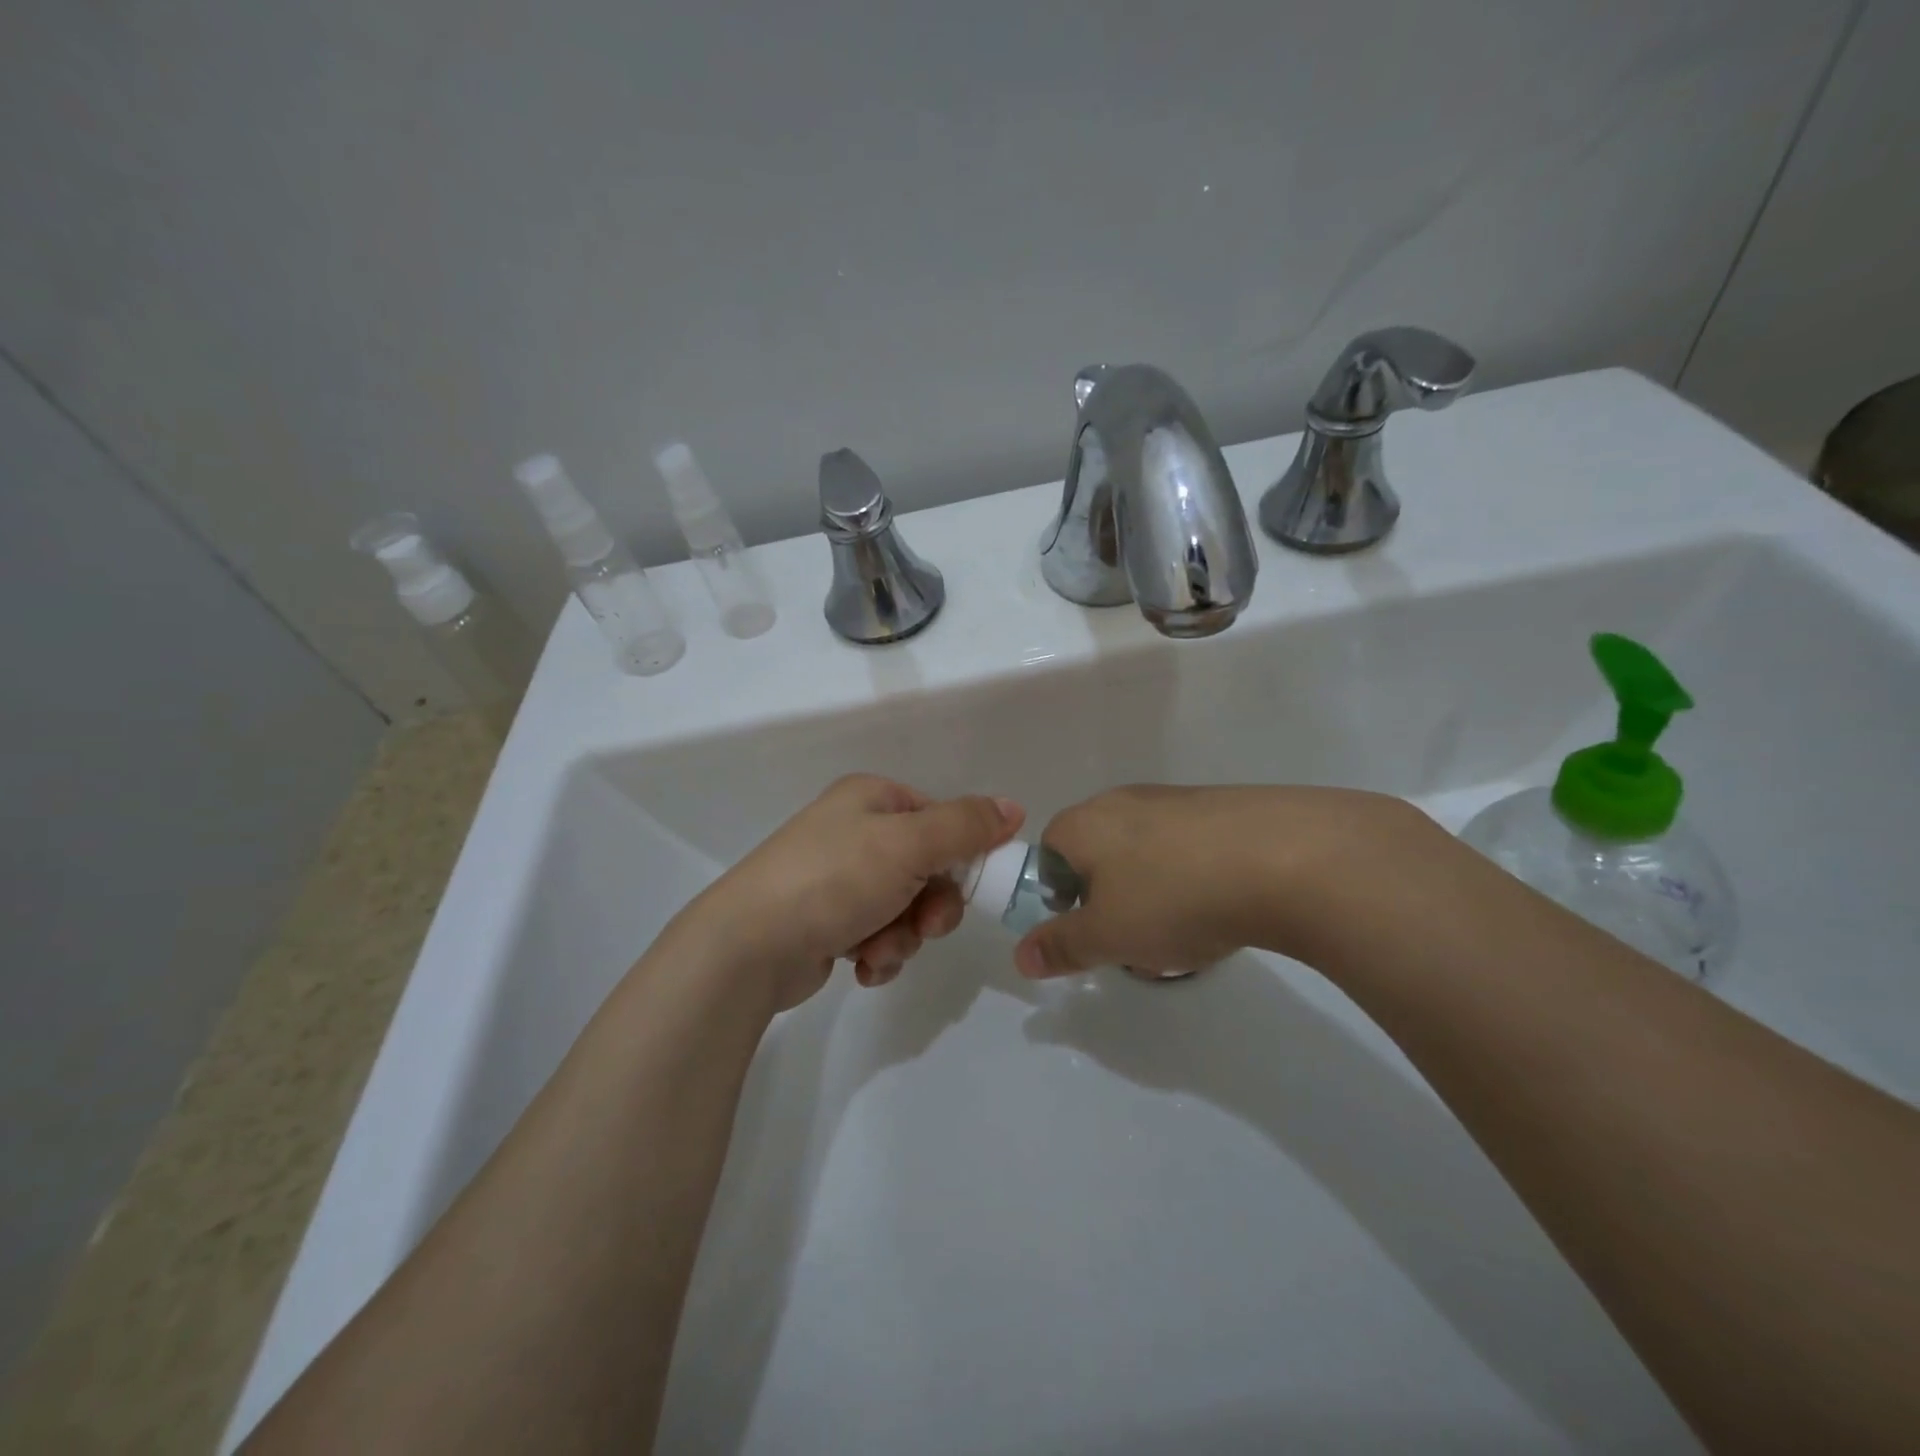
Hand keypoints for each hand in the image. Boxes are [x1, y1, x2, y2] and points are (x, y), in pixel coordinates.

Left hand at [675, 774, 1023, 1011]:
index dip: (963, 854)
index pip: (941, 818)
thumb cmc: (833, 880)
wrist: (749, 946)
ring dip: (904, 935)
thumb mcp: (909, 844)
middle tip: (925, 925)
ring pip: (906, 907)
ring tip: (878, 949)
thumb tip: (1014, 807)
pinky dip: (879, 952)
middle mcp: (855, 832)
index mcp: (872, 799)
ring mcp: (838, 878)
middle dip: (931, 905)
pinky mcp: (828, 921)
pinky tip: (861, 965)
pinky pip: (878, 934)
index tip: (970, 886)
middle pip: (928, 868)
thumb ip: (966, 826)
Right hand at [1014, 784, 1440, 977]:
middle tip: (1135, 937)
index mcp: (1084, 823)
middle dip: (1110, 898)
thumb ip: (1060, 946)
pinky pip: (1191, 848)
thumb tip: (1020, 958)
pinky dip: (1196, 878)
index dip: (1060, 896)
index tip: (1091, 929)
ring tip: (1186, 931)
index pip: (1048, 853)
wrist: (1286, 858)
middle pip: (1099, 854)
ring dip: (1155, 891)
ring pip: (1147, 853)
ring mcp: (1177, 800)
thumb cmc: (1174, 897)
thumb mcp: (1108, 936)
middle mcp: (1123, 800)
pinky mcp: (1224, 807)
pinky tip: (1225, 908)